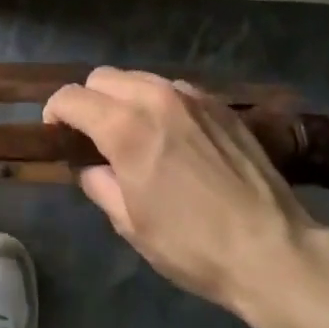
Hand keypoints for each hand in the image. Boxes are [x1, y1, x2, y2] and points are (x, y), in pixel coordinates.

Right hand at [46, 67, 328, 327]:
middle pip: (102, 77)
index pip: (72, 97)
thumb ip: (99, 183)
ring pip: (138, 78)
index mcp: (125, 127)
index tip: (56, 135)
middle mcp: (154, 98)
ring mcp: (190, 97)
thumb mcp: (131, 223)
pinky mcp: (218, 105)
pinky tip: (170, 135)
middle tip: (93, 136)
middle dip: (88, 100)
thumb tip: (90, 165)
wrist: (273, 250)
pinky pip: (172, 90)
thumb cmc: (193, 245)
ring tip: (133, 134)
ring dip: (123, 99)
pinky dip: (157, 103)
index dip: (55, 113)